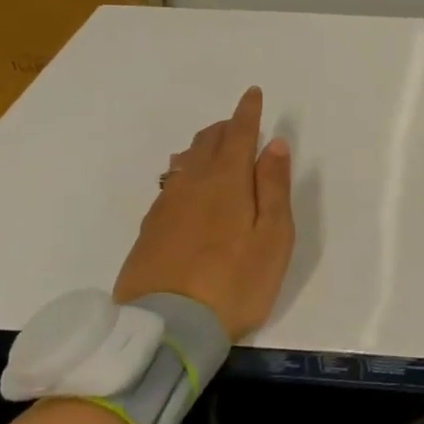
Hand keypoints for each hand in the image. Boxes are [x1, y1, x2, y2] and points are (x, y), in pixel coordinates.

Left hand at [114, 86, 294, 340]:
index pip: (238, 133)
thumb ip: (273, 187)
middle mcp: (192, 184)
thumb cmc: (235, 282)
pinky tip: (186, 188)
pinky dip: (184, 174)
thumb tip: (274, 145)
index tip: (252, 94)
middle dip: (225, 128)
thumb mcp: (272, 237)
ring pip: (184, 162)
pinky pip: (169, 186)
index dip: (248, 112)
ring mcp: (165, 206)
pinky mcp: (149, 230)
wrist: (167, 329)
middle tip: (238, 125)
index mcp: (227, 181)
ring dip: (202, 149)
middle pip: (207, 142)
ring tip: (213, 151)